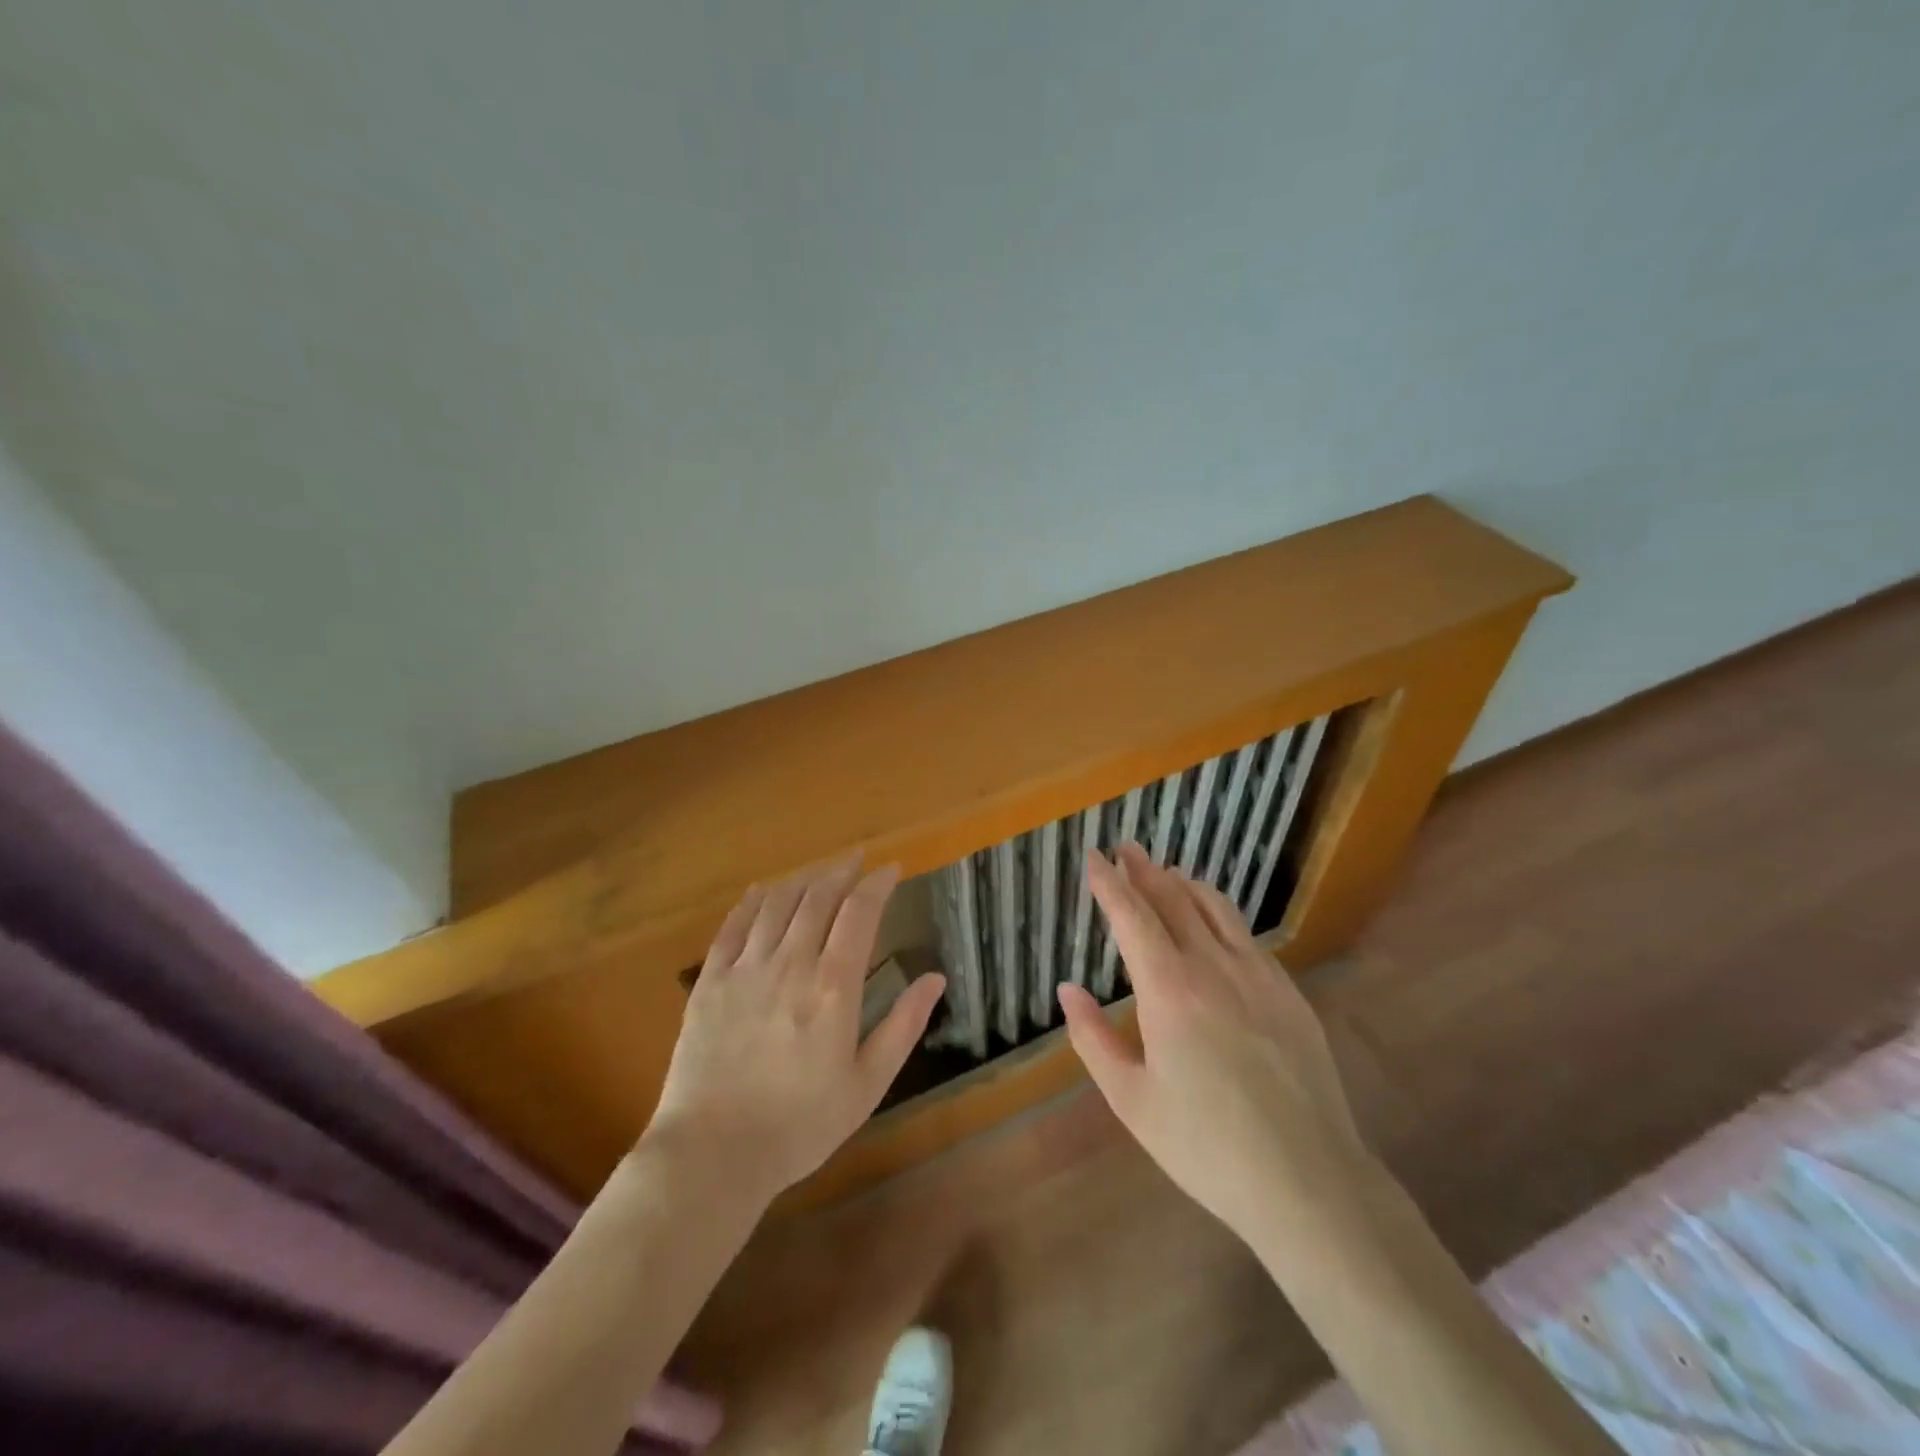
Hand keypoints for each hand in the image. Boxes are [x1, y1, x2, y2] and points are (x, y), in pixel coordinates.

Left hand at [646, 854, 945, 1200]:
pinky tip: (762, 891)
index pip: (859, 913)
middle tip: (856, 859)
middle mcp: (790, 964)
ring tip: (819, 871)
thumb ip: (903, 1026)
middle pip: (818, 898)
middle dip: (841, 871)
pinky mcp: (710, 982)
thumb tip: (936, 978)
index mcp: (833, 987)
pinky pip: (732, 926)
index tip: (891, 870)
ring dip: (802, 879)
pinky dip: (752, 901)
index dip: (877, 884)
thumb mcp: (867, 1085)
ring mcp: (745, 969)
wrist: (712, 1154)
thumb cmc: (800, 1125)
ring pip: (777, 904)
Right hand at [1058, 842, 1368, 1241]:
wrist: (1308, 1181)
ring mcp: (1258, 976)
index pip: (1132, 917)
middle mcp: (1213, 968)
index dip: (1109, 883)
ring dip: (1184, 883)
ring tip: (1166, 871)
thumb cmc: (1206, 1146)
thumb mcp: (1132, 1101)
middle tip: (1126, 849)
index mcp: (1169, 991)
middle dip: (1144, 871)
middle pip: (1173, 901)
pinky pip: (1246, 934)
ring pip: (1215, 908)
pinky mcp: (1288, 992)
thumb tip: (1068, 990)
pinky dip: (1219, 911)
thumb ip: (1093, 1039)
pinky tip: (1214, 918)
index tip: (1093, 857)